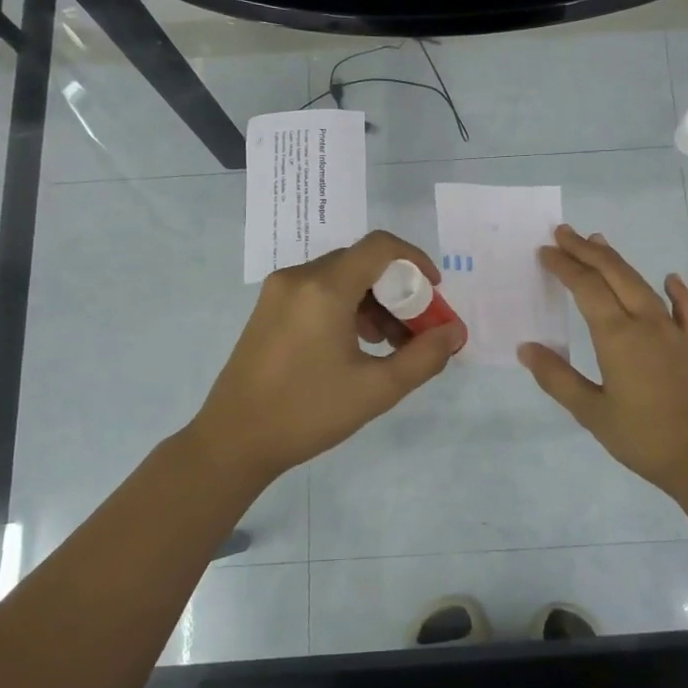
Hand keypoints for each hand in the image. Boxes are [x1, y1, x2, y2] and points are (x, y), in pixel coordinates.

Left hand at [191, 231, 465, 482]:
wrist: (233, 440)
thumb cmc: (308, 412)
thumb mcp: (377, 389)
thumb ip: (424, 356)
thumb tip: (454, 332)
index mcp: (324, 288)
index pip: (380, 247)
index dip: (415, 261)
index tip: (434, 292)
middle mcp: (298, 278)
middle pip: (361, 263)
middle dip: (397, 290)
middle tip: (415, 329)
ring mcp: (278, 292)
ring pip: (340, 277)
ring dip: (372, 301)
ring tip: (387, 345)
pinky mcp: (268, 310)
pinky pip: (318, 291)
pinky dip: (346, 307)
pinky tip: (355, 346)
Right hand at [519, 225, 687, 494]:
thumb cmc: (641, 437)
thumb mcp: (590, 412)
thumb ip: (557, 378)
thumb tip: (527, 348)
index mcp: (618, 336)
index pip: (586, 288)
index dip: (565, 267)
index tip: (545, 252)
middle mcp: (646, 323)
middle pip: (615, 275)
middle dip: (587, 251)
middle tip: (564, 233)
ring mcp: (673, 332)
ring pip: (643, 285)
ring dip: (619, 262)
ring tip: (599, 243)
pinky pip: (685, 310)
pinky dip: (676, 291)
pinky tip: (671, 279)